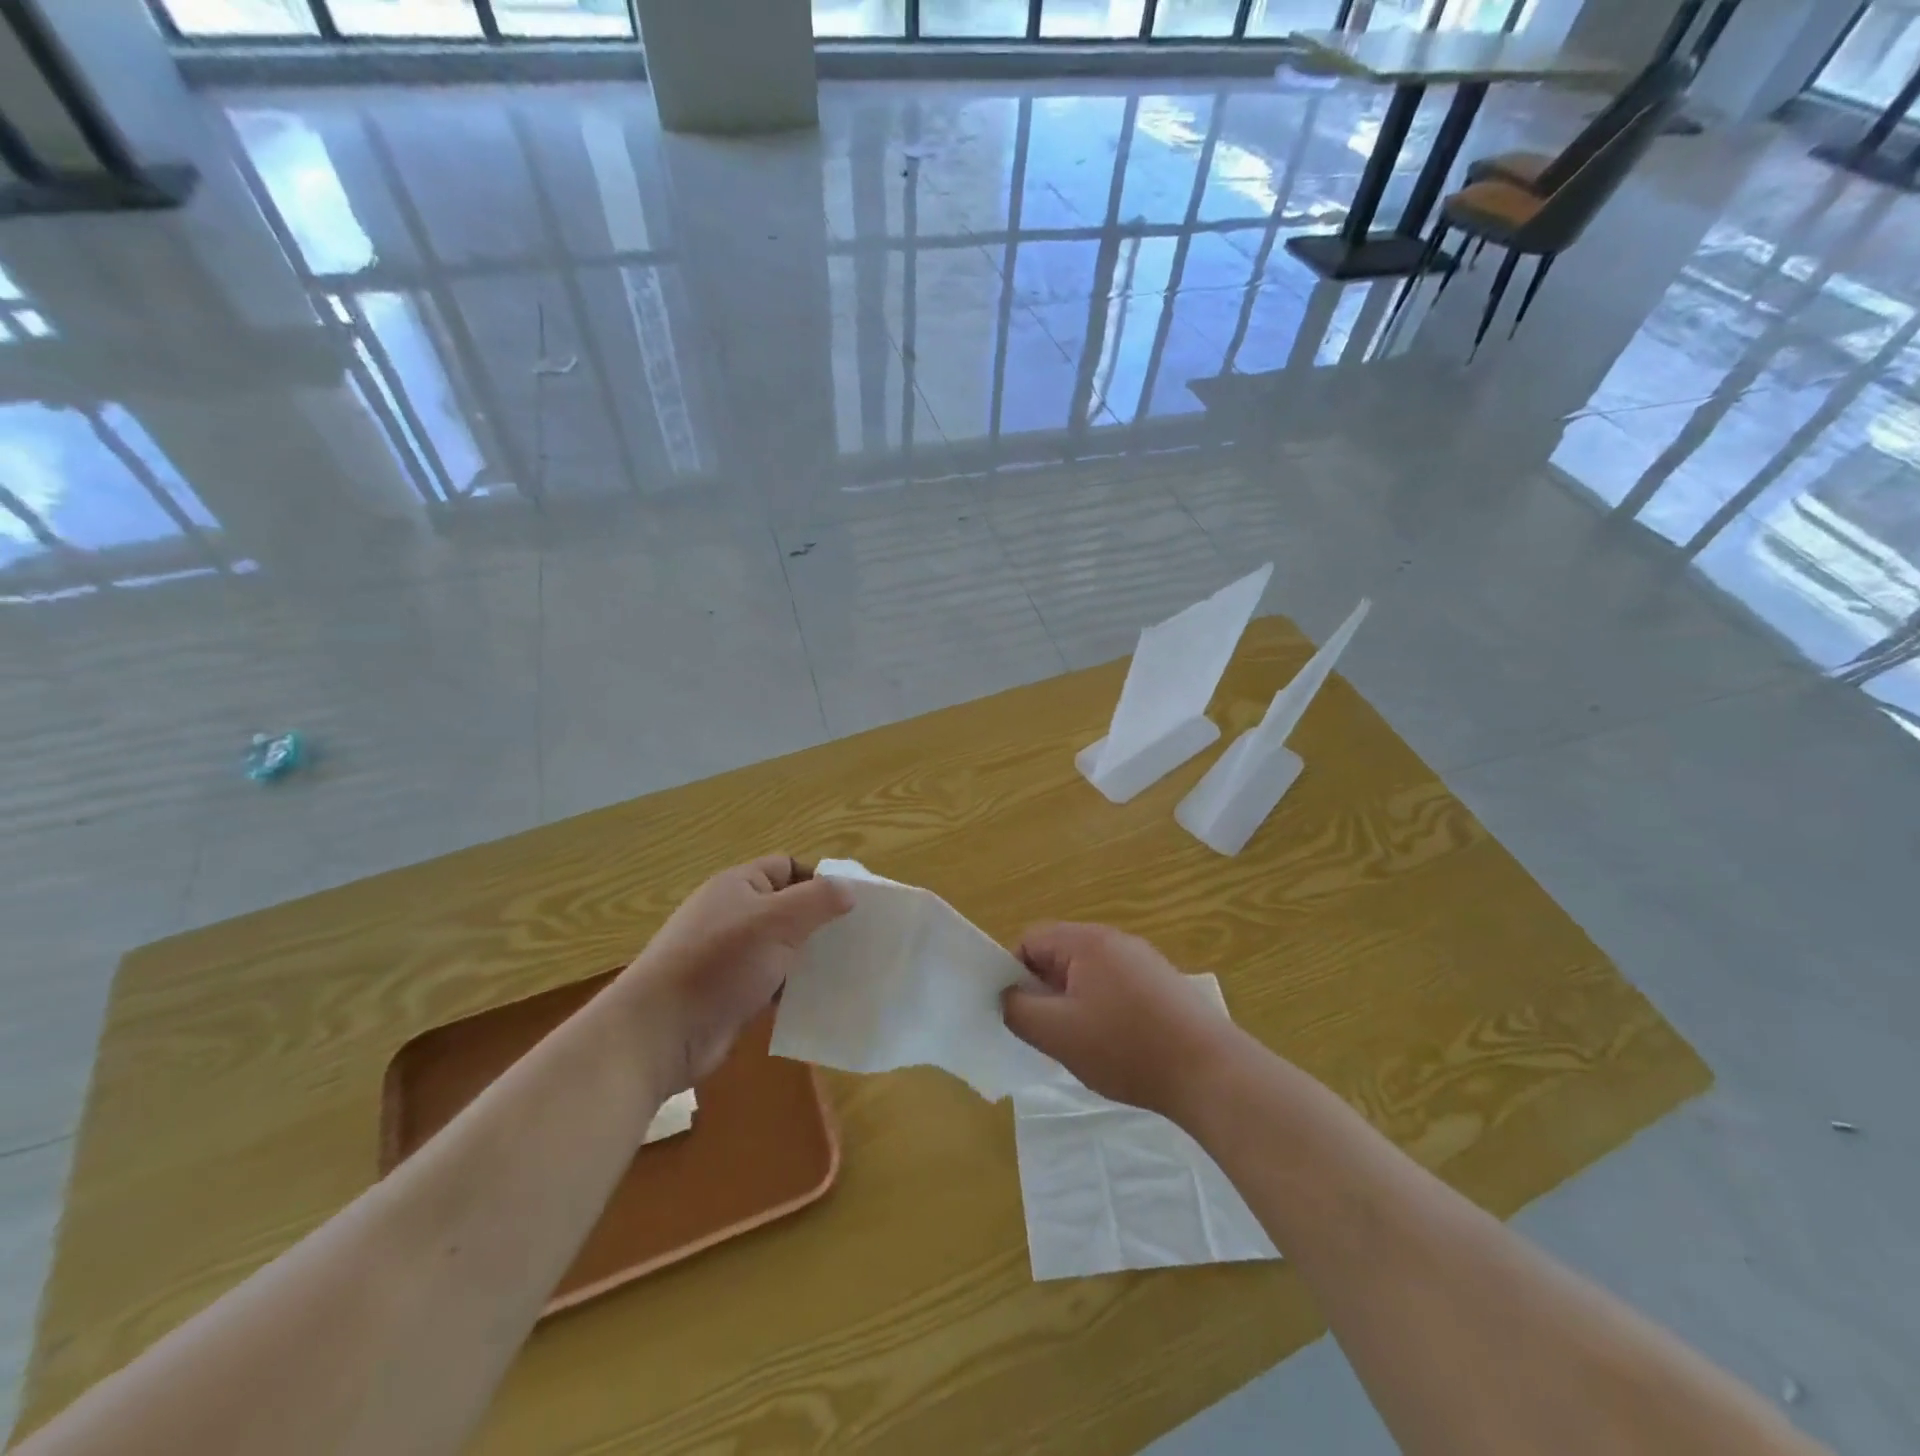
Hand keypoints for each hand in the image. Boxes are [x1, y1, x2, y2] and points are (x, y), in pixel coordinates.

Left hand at [619, 856, 850, 1094]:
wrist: (659, 1033)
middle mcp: (733, 914)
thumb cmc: (719, 963)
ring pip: (783, 948)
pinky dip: (794, 988)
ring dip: (810, 958)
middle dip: (820, 922)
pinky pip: (773, 982)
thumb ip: (818, 900)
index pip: (787, 867)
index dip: (819, 880)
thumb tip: (849, 889)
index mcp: (738, 885)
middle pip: (788, 908)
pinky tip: (820, 1000)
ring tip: (848, 970)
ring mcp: (730, 956)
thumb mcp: (776, 921)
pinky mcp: (731, 993)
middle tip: (858, 940)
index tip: (852, 905)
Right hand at [1002, 923, 1234, 1120]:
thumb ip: (1018, 1010)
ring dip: (1073, 1004)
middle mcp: (1114, 940)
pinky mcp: (1161, 983)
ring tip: (1083, 1044)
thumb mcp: (1057, 1034)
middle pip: (1058, 955)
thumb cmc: (1126, 1047)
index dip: (1014, 974)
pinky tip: (1116, 1045)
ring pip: (1086, 974)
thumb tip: (1007, 996)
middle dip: (1045, 991)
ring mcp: (1142, 960)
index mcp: (1085, 941)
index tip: (1021, 1013)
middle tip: (1050, 1033)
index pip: (1029, 940)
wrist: (1210, 1071)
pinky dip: (1103, 1010)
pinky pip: (1114, 986)